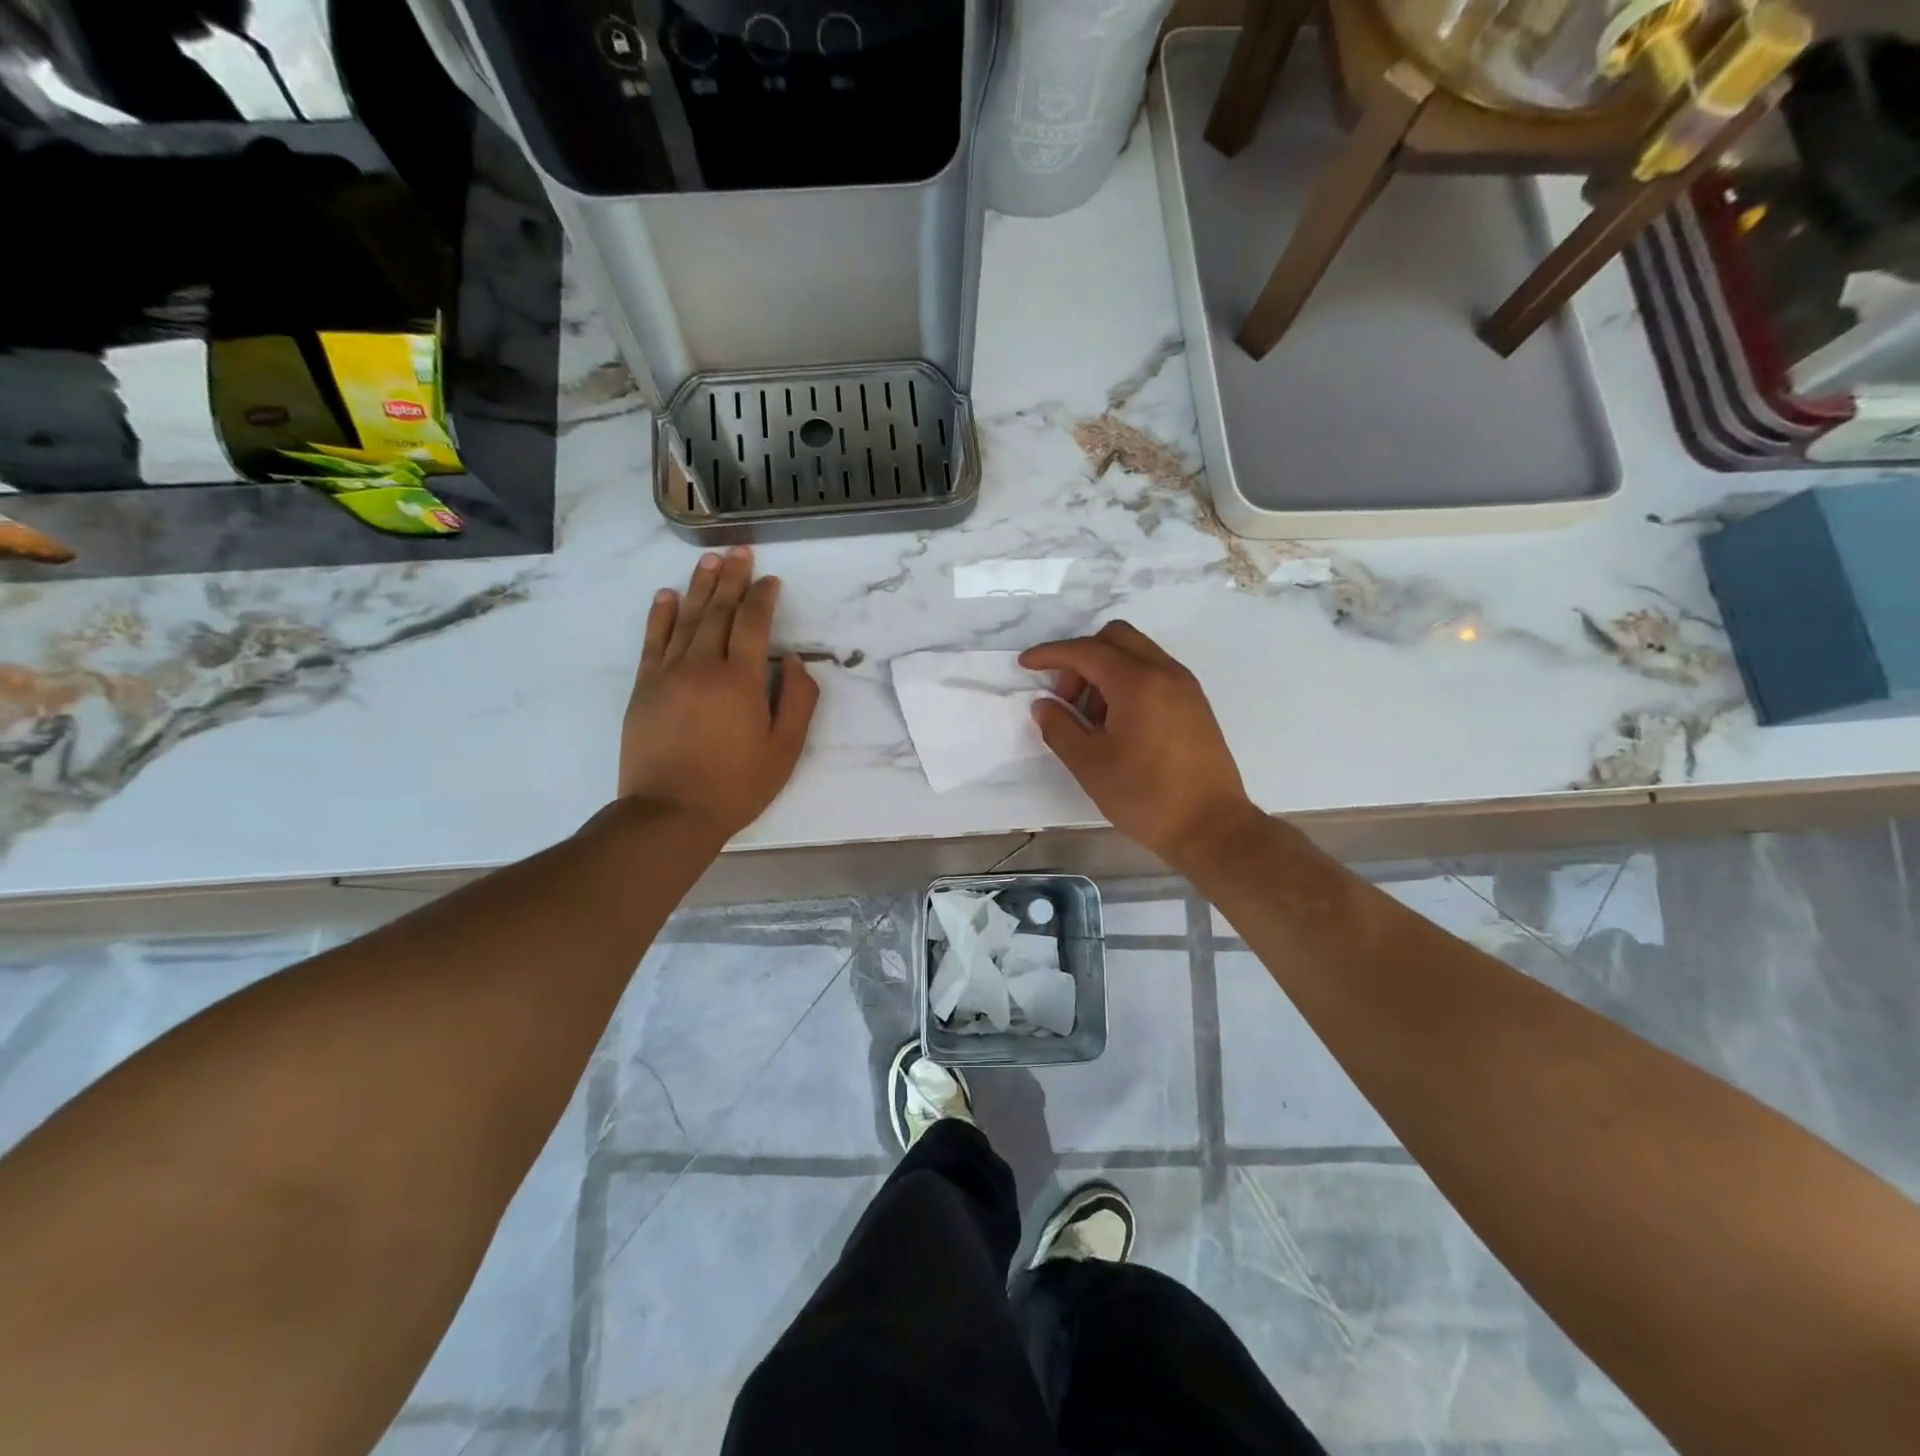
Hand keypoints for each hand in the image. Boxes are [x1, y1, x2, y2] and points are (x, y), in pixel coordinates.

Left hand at [617, 546, 818, 840]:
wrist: (669, 813)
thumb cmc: (735, 786)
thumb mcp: (785, 751)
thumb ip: (798, 701)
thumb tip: (792, 661)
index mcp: (740, 681)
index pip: (753, 625)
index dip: (763, 598)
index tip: (771, 580)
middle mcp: (703, 666)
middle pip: (718, 612)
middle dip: (732, 579)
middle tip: (739, 551)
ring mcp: (668, 674)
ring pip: (685, 619)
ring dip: (699, 587)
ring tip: (711, 560)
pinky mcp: (644, 688)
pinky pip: (653, 641)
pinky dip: (660, 615)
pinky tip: (666, 595)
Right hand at [1020, 622, 1263, 872]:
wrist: (1212, 827)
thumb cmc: (1145, 796)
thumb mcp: (1089, 765)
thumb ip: (1060, 728)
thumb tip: (1044, 705)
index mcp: (1138, 683)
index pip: (1086, 651)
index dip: (1051, 654)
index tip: (1025, 664)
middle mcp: (1165, 673)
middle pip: (1115, 638)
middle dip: (1081, 658)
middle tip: (1066, 698)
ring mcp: (1185, 687)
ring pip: (1136, 654)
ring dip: (1105, 671)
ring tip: (1091, 720)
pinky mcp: (1195, 705)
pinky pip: (1154, 673)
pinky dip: (1128, 683)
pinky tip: (1117, 725)